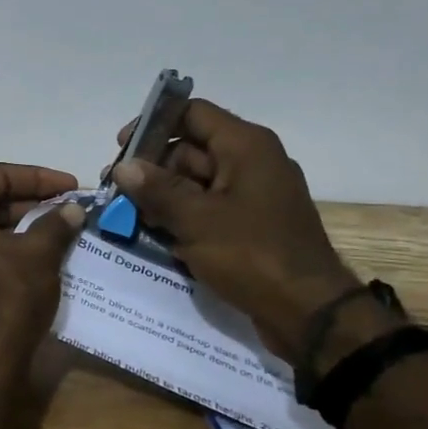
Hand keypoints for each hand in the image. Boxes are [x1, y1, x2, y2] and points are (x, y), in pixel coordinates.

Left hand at [0, 163, 84, 367]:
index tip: (72, 187)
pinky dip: (6, 247)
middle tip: (68, 207)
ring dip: (21, 225)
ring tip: (60, 230)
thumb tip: (73, 210)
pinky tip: (38, 255)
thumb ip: (56, 224)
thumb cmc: (5, 297)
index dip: (39, 177)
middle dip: (30, 201)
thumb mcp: (38, 254)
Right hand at [109, 101, 360, 356]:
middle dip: (151, 169)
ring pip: (195, 183)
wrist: (311, 314)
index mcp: (245, 147)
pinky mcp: (250, 225)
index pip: (191, 114)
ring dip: (162, 197)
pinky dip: (182, 218)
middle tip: (117, 193)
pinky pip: (208, 209)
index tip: (121, 149)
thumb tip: (123, 167)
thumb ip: (156, 190)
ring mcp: (252, 195)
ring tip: (128, 217)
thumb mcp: (197, 220)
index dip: (153, 125)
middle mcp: (251, 162)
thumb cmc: (253, 256)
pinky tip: (154, 235)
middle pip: (189, 150)